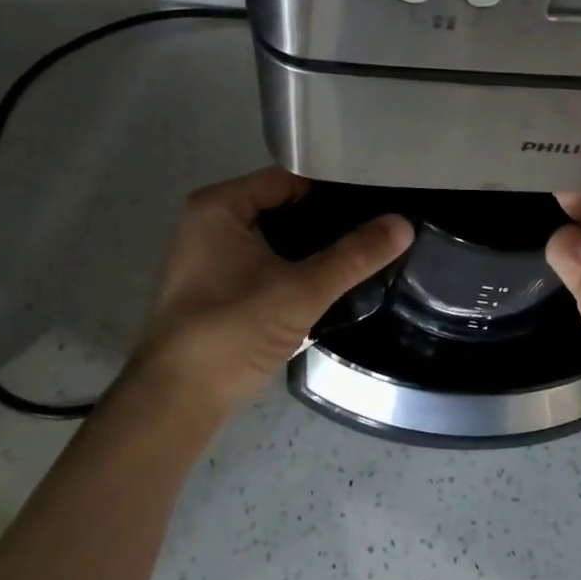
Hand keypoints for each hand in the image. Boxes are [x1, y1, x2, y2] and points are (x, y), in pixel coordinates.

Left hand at [128, 167, 412, 416]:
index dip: (330, 186)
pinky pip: (262, 260)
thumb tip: (404, 225)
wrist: (175, 401)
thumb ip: (353, 256)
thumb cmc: (231, 330)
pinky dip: (291, 265)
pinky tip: (325, 278)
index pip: (286, 178)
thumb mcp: (300, 291)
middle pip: (280, 204)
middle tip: (374, 223)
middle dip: (323, 217)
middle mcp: (208, 221)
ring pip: (272, 235)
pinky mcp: (213, 286)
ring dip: (309, 244)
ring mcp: (207, 256)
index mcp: (218, 206)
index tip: (373, 196)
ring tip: (359, 248)